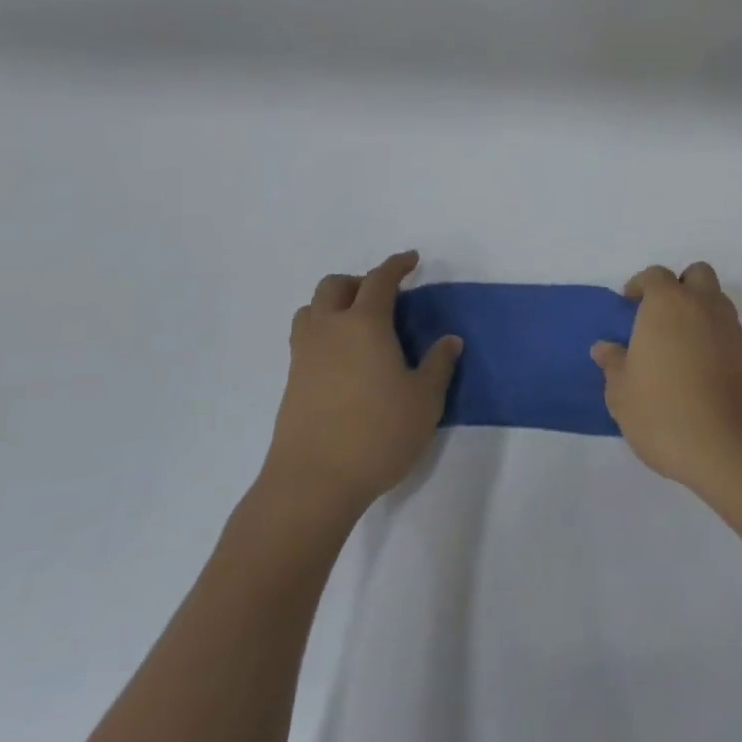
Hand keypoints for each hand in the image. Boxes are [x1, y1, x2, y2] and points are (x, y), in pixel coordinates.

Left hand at [258, 251, 460, 520]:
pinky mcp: (291, 382)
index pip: (380, 280)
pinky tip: (345, 360)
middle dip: (359, 282)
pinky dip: (324, 332)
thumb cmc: (378, 433)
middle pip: (335, 286)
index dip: (397, 266)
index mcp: (364, 324)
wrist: (313, 482)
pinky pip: (305, 338)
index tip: (411, 260)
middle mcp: (329, 330)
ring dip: (334, 305)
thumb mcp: (424, 400)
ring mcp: (304, 355)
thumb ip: (438, 364)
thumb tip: (449, 340)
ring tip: (358, 325)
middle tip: (384, 297)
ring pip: (312, 310)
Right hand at [591, 262, 741, 497]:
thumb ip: (613, 364)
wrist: (729, 445)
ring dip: (699, 311)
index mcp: (668, 303)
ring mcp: (731, 328)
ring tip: (678, 347)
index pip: (656, 276)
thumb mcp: (622, 393)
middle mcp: (703, 305)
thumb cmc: (663, 411)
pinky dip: (714, 338)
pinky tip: (698, 370)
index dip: (641, 286)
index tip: (629, 305)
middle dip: (680, 286)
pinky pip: (728, 331)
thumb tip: (604, 347)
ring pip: (716, 301)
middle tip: (660, 317)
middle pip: (697, 275)